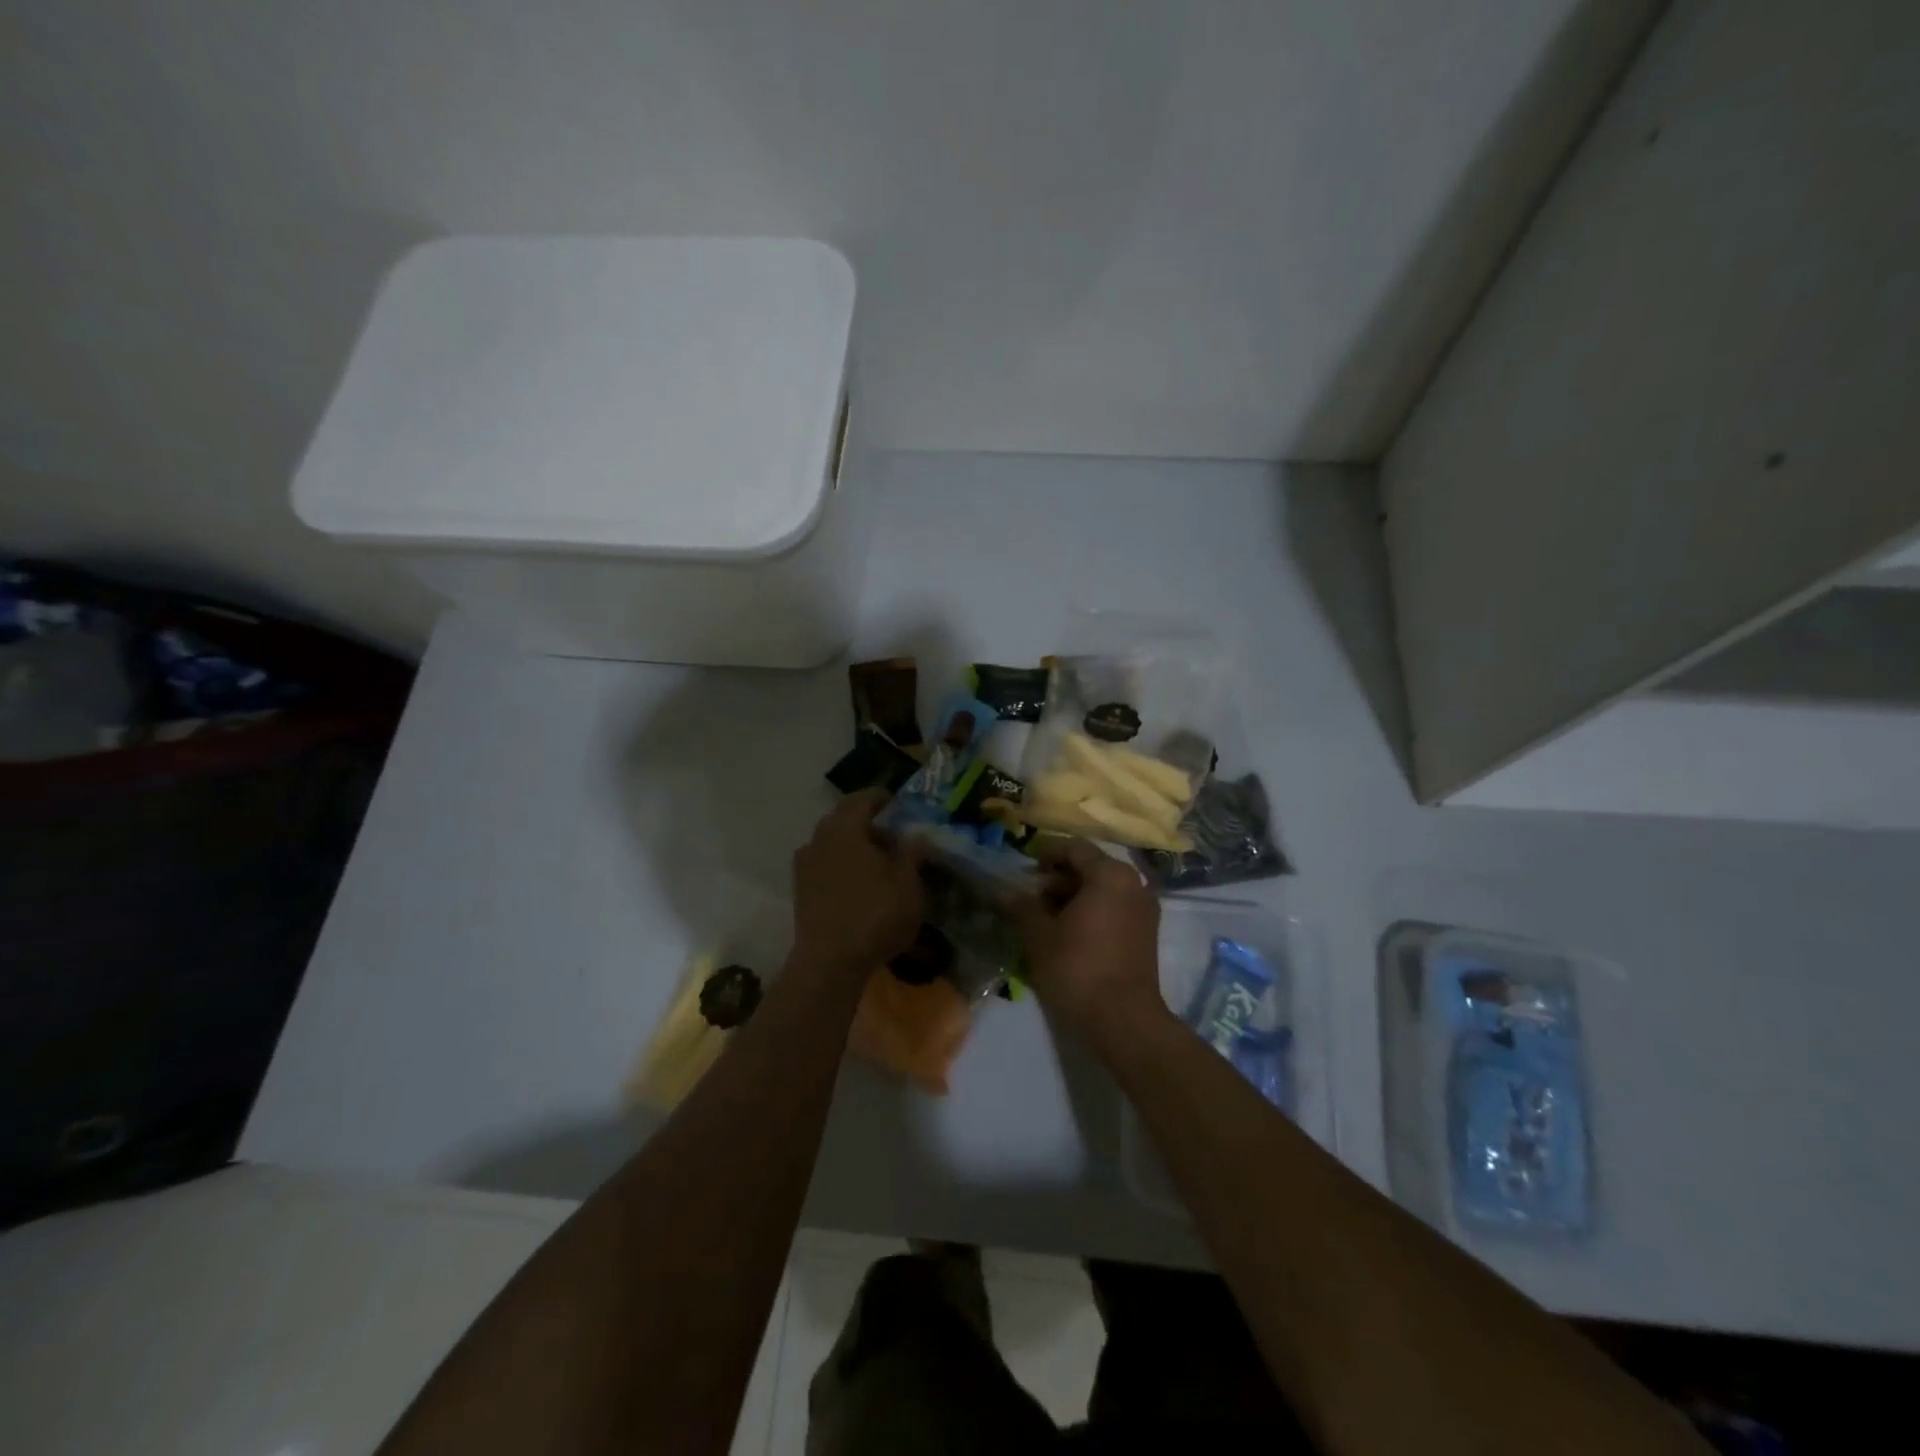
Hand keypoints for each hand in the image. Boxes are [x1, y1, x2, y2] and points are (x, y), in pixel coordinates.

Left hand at [793, 791, 926, 971]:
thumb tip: (916, 836)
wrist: (829, 963)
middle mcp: (819, 839)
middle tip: (894, 837)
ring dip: (854, 845)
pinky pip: (825, 864)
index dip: (882, 798)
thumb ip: (912, 854)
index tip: (899, 804)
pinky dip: (842, 864)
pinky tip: (859, 884)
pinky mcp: (800, 890)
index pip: (863, 799)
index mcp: (844, 828)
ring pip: (832, 842)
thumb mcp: (908, 885)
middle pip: (844, 819)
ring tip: (879, 863)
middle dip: (868, 823)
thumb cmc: (874, 916)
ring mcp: (805, 865)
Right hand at [1011, 837, 1165, 1042]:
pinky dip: (1092, 912)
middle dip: (1058, 879)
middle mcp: (1134, 883)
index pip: (1074, 848)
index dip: (1046, 853)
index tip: (1025, 868)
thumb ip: (1021, 907)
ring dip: (1073, 897)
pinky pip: (1114, 908)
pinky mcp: (1147, 934)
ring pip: (1103, 890)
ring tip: (1045, 919)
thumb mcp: (1039, 935)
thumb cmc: (1078, 968)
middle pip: (1090, 867)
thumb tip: (1003, 892)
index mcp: (1110, 874)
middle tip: (1031, 898)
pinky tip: (1069, 933)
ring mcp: (1144, 909)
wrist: (1124, 1020)